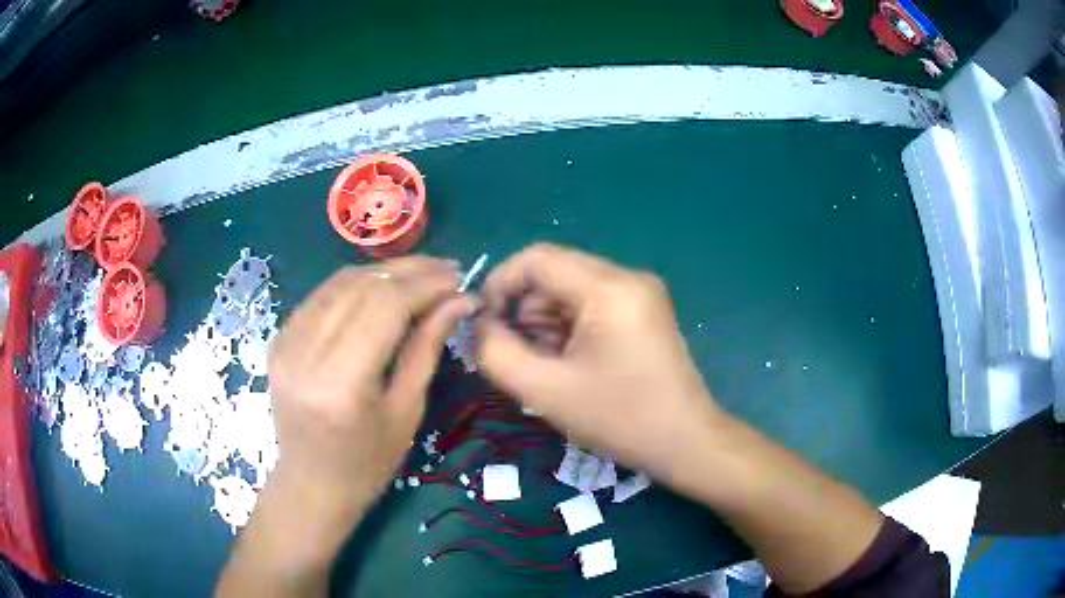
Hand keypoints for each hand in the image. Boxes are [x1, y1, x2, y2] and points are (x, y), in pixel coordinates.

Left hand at [266, 256, 474, 523]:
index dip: (425, 285)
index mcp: (342, 382)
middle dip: (409, 272)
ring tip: (419, 275)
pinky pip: (321, 297)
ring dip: (383, 273)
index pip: (385, 306)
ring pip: (339, 283)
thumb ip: (428, 347)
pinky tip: (380, 289)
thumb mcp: (406, 410)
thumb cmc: (368, 463)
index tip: (458, 279)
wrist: (311, 484)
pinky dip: (354, 286)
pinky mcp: (278, 340)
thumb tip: (459, 300)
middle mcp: (306, 353)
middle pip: (361, 286)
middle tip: (446, 271)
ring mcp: (285, 343)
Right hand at [475, 244, 719, 480]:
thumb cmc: (619, 419)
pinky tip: (571, 362)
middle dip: (524, 309)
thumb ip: (496, 352)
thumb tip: (481, 325)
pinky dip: (569, 327)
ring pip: (570, 289)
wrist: (685, 442)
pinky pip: (591, 303)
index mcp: (609, 288)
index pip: (536, 258)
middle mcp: (628, 277)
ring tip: (548, 366)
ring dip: (546, 321)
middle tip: (518, 354)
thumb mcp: (544, 391)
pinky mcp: (644, 310)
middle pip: (554, 272)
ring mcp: (640, 292)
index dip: (499, 283)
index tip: (483, 323)